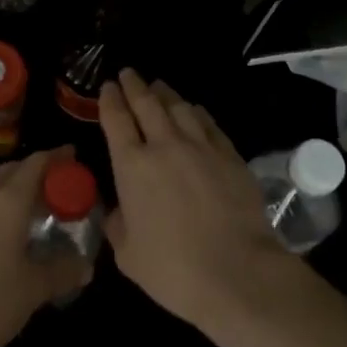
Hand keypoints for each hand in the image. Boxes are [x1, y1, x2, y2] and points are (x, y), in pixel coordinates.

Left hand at [0, 147, 91, 346]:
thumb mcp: (34, 289)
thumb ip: (63, 272)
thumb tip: (86, 266)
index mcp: (7, 202)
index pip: (35, 165)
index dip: (55, 157)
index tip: (70, 155)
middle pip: (8, 172)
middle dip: (30, 172)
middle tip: (50, 185)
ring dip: (4, 193)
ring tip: (20, 212)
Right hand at [99, 69, 288, 332]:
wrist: (238, 273)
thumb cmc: (174, 270)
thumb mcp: (128, 255)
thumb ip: (118, 225)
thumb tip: (118, 210)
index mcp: (132, 165)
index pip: (116, 119)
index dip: (110, 99)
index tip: (108, 86)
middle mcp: (164, 145)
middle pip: (146, 103)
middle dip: (134, 85)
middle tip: (128, 73)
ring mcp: (200, 146)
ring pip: (179, 107)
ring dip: (165, 93)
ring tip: (158, 86)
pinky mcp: (229, 154)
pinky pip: (208, 123)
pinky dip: (195, 112)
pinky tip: (193, 110)